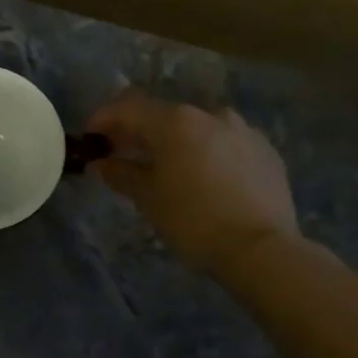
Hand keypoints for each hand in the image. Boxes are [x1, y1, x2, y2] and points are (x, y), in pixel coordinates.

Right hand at [86, 89, 298, 272]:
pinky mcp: (266, 151)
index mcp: (176, 121)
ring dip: (176, 141)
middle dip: (139, 131)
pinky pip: (225, 143)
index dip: (104, 119)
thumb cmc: (193, 220)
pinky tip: (203, 179)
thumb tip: (101, 163)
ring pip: (197, 128)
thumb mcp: (148, 198)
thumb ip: (121, 173)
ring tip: (166, 168)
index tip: (91, 138)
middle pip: (163, 115)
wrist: (261, 249)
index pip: (128, 108)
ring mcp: (243, 130)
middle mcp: (210, 115)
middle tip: (123, 154)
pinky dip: (206, 153)